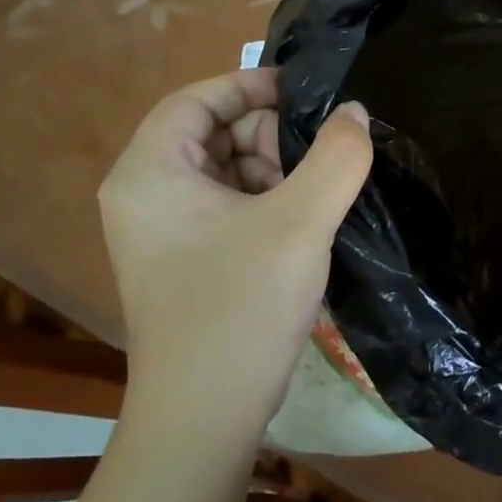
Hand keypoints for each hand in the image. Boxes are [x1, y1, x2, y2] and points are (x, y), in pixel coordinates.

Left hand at [97, 70, 371, 435]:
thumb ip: (337, 157)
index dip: (250, 86)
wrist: (205, 415)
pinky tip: (306, 224)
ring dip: (276, 172)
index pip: (196, 99)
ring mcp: (164, 233)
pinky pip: (229, 208)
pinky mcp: (186, 262)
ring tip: (319, 196)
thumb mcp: (301, 221)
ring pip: (226, 172)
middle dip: (270, 136)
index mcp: (150, 173)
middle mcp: (146, 195)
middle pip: (212, 134)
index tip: (307, 93)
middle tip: (322, 157)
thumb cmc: (241, 306)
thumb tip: (356, 113)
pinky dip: (269, 203)